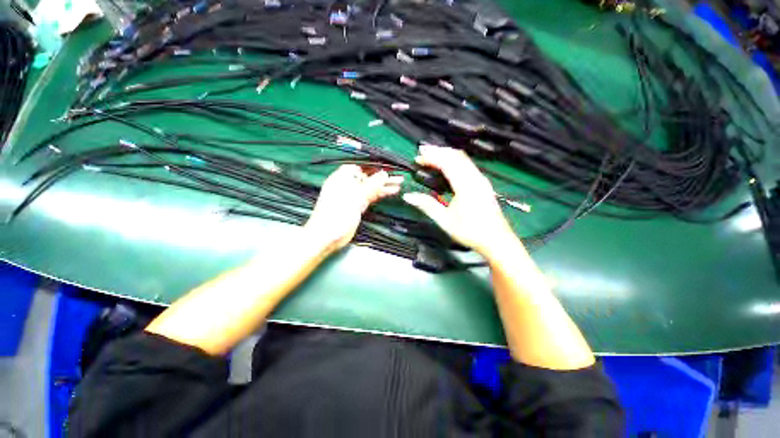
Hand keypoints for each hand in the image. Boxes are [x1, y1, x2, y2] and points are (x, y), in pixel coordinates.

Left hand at [305, 164, 402, 251]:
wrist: (328, 235)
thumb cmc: (338, 212)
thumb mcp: (356, 196)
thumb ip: (371, 185)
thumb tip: (384, 174)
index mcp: (343, 176)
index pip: (362, 166)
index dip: (375, 166)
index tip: (389, 166)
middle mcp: (348, 184)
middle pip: (368, 177)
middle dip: (383, 176)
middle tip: (398, 175)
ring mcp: (353, 195)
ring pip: (371, 187)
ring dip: (384, 185)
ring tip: (399, 183)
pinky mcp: (357, 205)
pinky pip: (370, 196)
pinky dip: (380, 194)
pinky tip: (391, 192)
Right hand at [402, 145, 515, 256]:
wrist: (497, 241)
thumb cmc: (470, 231)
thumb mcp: (445, 220)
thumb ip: (426, 205)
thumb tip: (408, 196)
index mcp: (466, 185)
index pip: (447, 163)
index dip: (432, 157)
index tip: (418, 158)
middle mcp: (475, 178)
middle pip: (457, 156)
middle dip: (439, 151)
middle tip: (423, 151)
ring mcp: (481, 180)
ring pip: (464, 159)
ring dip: (447, 155)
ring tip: (432, 156)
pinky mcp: (483, 184)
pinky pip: (468, 166)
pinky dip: (455, 161)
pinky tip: (447, 167)